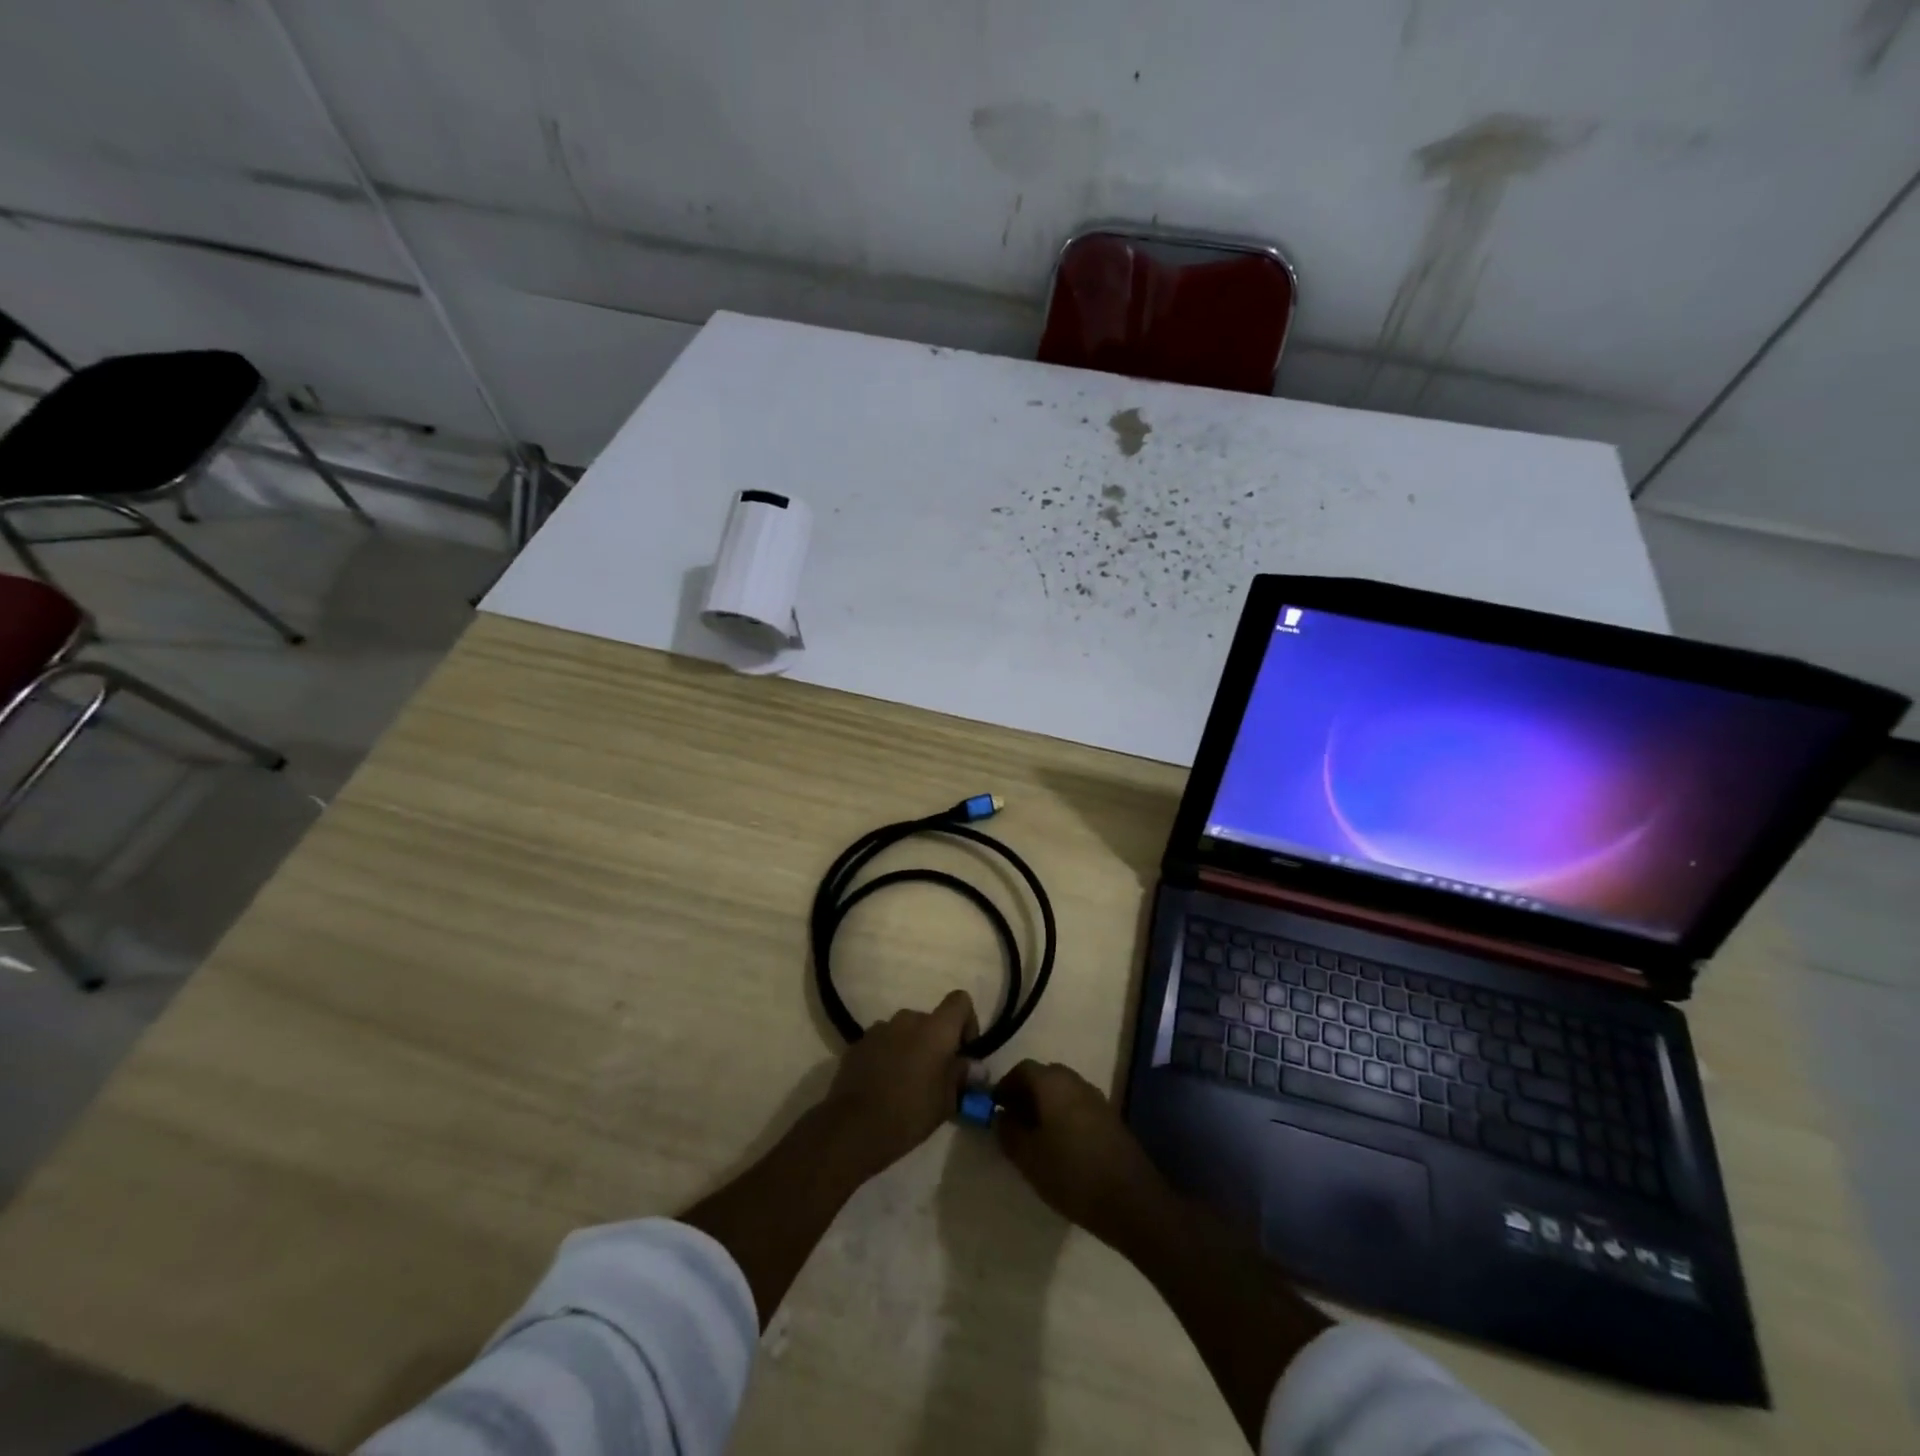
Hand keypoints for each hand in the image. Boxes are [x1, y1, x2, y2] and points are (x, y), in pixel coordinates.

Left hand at [816, 990, 977, 1182]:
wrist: (854, 1127)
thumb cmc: (910, 1113)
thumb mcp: (947, 1101)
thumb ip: (961, 1075)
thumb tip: (970, 1065)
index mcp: (936, 1029)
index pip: (960, 1000)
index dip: (967, 1021)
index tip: (963, 1051)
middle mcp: (908, 1019)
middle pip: (930, 1020)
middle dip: (936, 1042)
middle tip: (934, 1075)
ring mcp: (880, 1028)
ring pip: (905, 1031)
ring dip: (910, 1048)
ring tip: (906, 1082)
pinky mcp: (858, 1043)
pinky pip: (883, 1042)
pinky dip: (888, 1055)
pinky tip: (883, 1084)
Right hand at [994, 1060, 1173, 1250]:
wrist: (1131, 1200)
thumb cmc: (1071, 1174)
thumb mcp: (1028, 1157)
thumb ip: (1008, 1132)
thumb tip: (1001, 1116)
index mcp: (1052, 1082)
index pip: (1022, 1069)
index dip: (1004, 1087)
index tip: (995, 1109)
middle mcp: (1075, 1080)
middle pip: (1044, 1077)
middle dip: (1025, 1095)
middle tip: (1013, 1123)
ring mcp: (1096, 1098)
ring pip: (1062, 1092)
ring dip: (1045, 1107)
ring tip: (1034, 1139)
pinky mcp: (1110, 1118)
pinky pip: (1078, 1107)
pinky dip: (1063, 1117)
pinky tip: (1060, 1148)